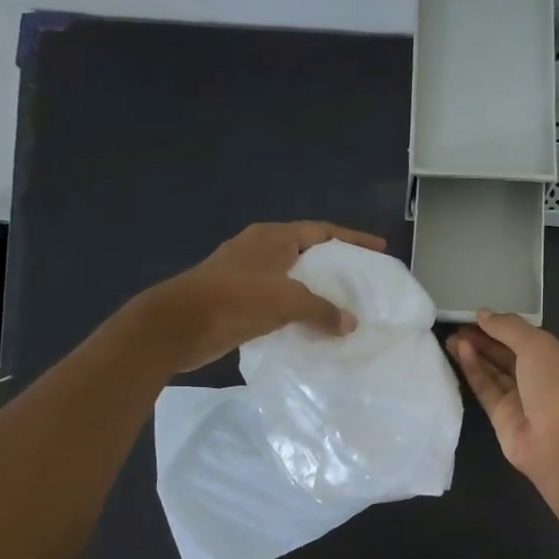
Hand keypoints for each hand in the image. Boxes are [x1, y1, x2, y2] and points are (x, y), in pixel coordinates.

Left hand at [155, 221, 385, 371]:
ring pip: (291, 279)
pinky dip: (296, 311)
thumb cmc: (236, 299)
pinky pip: (277, 301)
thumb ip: (322, 310)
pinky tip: (311, 327)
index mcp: (273, 237)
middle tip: (361, 281)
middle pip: (307, 252)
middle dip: (334, 266)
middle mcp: (260, 249)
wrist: (179, 325)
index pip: (323, 231)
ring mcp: (245, 274)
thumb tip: (350, 323)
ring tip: (342, 307)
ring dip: (314, 292)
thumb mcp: (287, 300)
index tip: (379, 249)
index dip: (353, 239)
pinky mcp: (235, 300)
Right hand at [447, 311, 558, 486]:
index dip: (502, 326)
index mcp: (557, 359)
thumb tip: (483, 313)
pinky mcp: (501, 417)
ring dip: (475, 353)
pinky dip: (474, 370)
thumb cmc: (556, 385)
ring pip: (494, 371)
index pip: (526, 339)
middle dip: (484, 339)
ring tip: (451, 337)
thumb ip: (509, 327)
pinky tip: (460, 352)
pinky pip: (486, 388)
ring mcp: (521, 399)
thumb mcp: (537, 345)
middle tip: (456, 325)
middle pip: (507, 354)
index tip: (477, 316)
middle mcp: (540, 379)